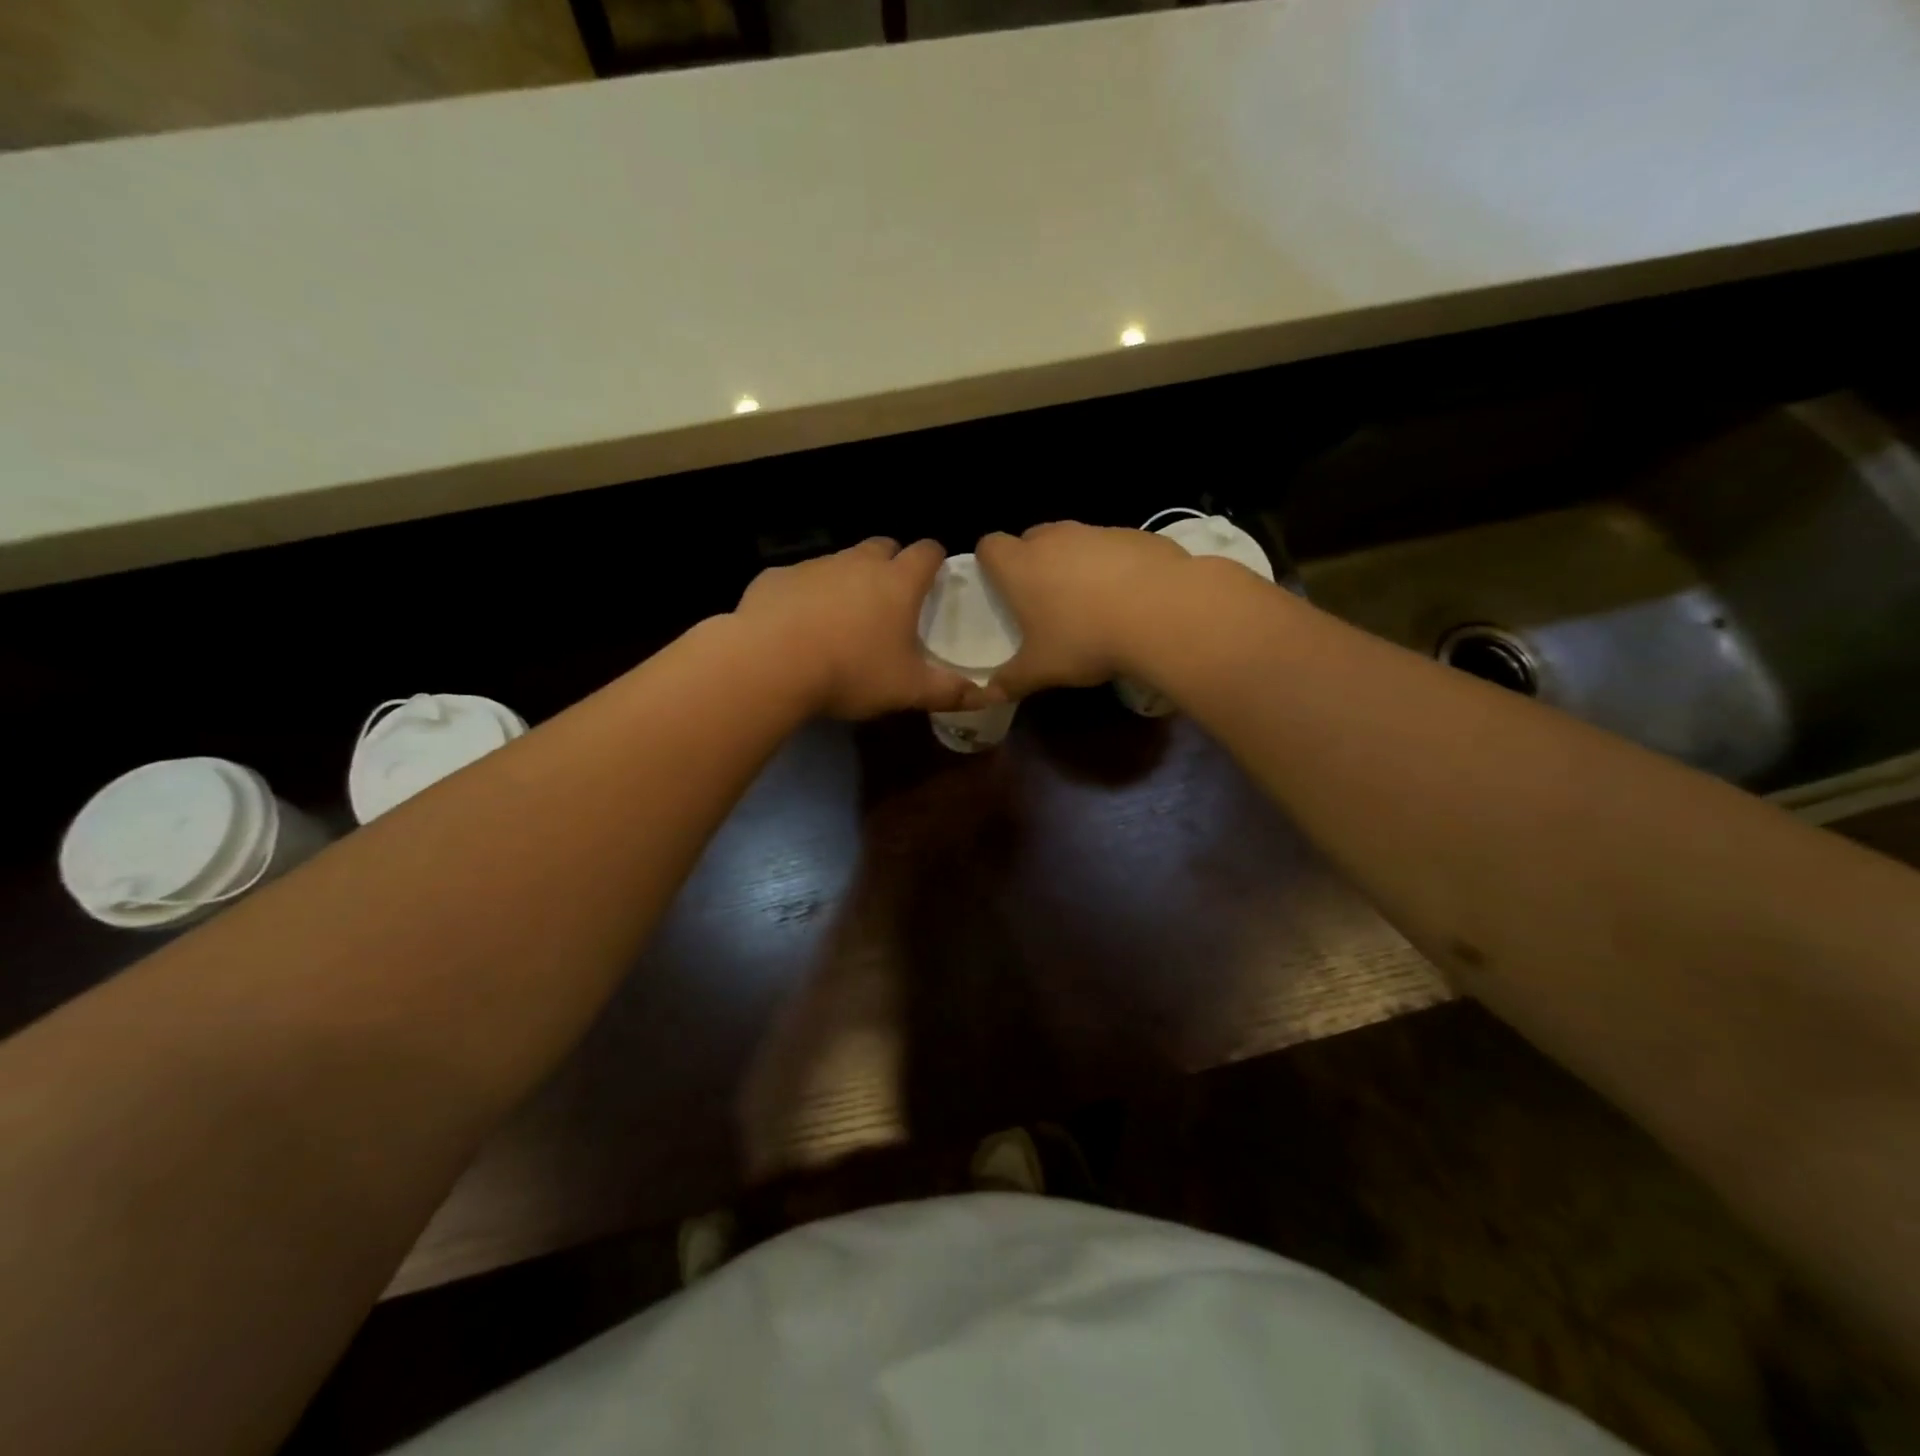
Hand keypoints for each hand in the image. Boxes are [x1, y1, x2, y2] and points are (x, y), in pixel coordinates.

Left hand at [733, 538, 986, 719]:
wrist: (770, 663)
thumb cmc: (851, 671)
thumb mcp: (907, 690)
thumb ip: (948, 691)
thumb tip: (985, 696)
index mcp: (897, 583)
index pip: (927, 551)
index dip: (934, 560)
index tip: (934, 577)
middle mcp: (857, 563)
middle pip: (882, 547)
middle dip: (890, 564)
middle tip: (889, 600)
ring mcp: (814, 566)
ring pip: (839, 562)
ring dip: (847, 581)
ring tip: (842, 620)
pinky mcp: (775, 577)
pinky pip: (798, 580)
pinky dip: (804, 596)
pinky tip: (796, 627)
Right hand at [975, 522, 1192, 698]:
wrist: (1163, 613)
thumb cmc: (1086, 640)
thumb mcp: (1042, 670)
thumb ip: (1011, 681)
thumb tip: (987, 695)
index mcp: (1021, 566)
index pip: (990, 546)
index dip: (991, 564)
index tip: (1002, 588)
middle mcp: (1054, 539)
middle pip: (1031, 538)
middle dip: (1033, 563)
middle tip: (1045, 601)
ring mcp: (1096, 532)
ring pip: (1073, 541)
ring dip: (1074, 563)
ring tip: (1091, 602)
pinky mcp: (1135, 535)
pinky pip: (1112, 547)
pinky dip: (1113, 565)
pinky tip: (1130, 597)